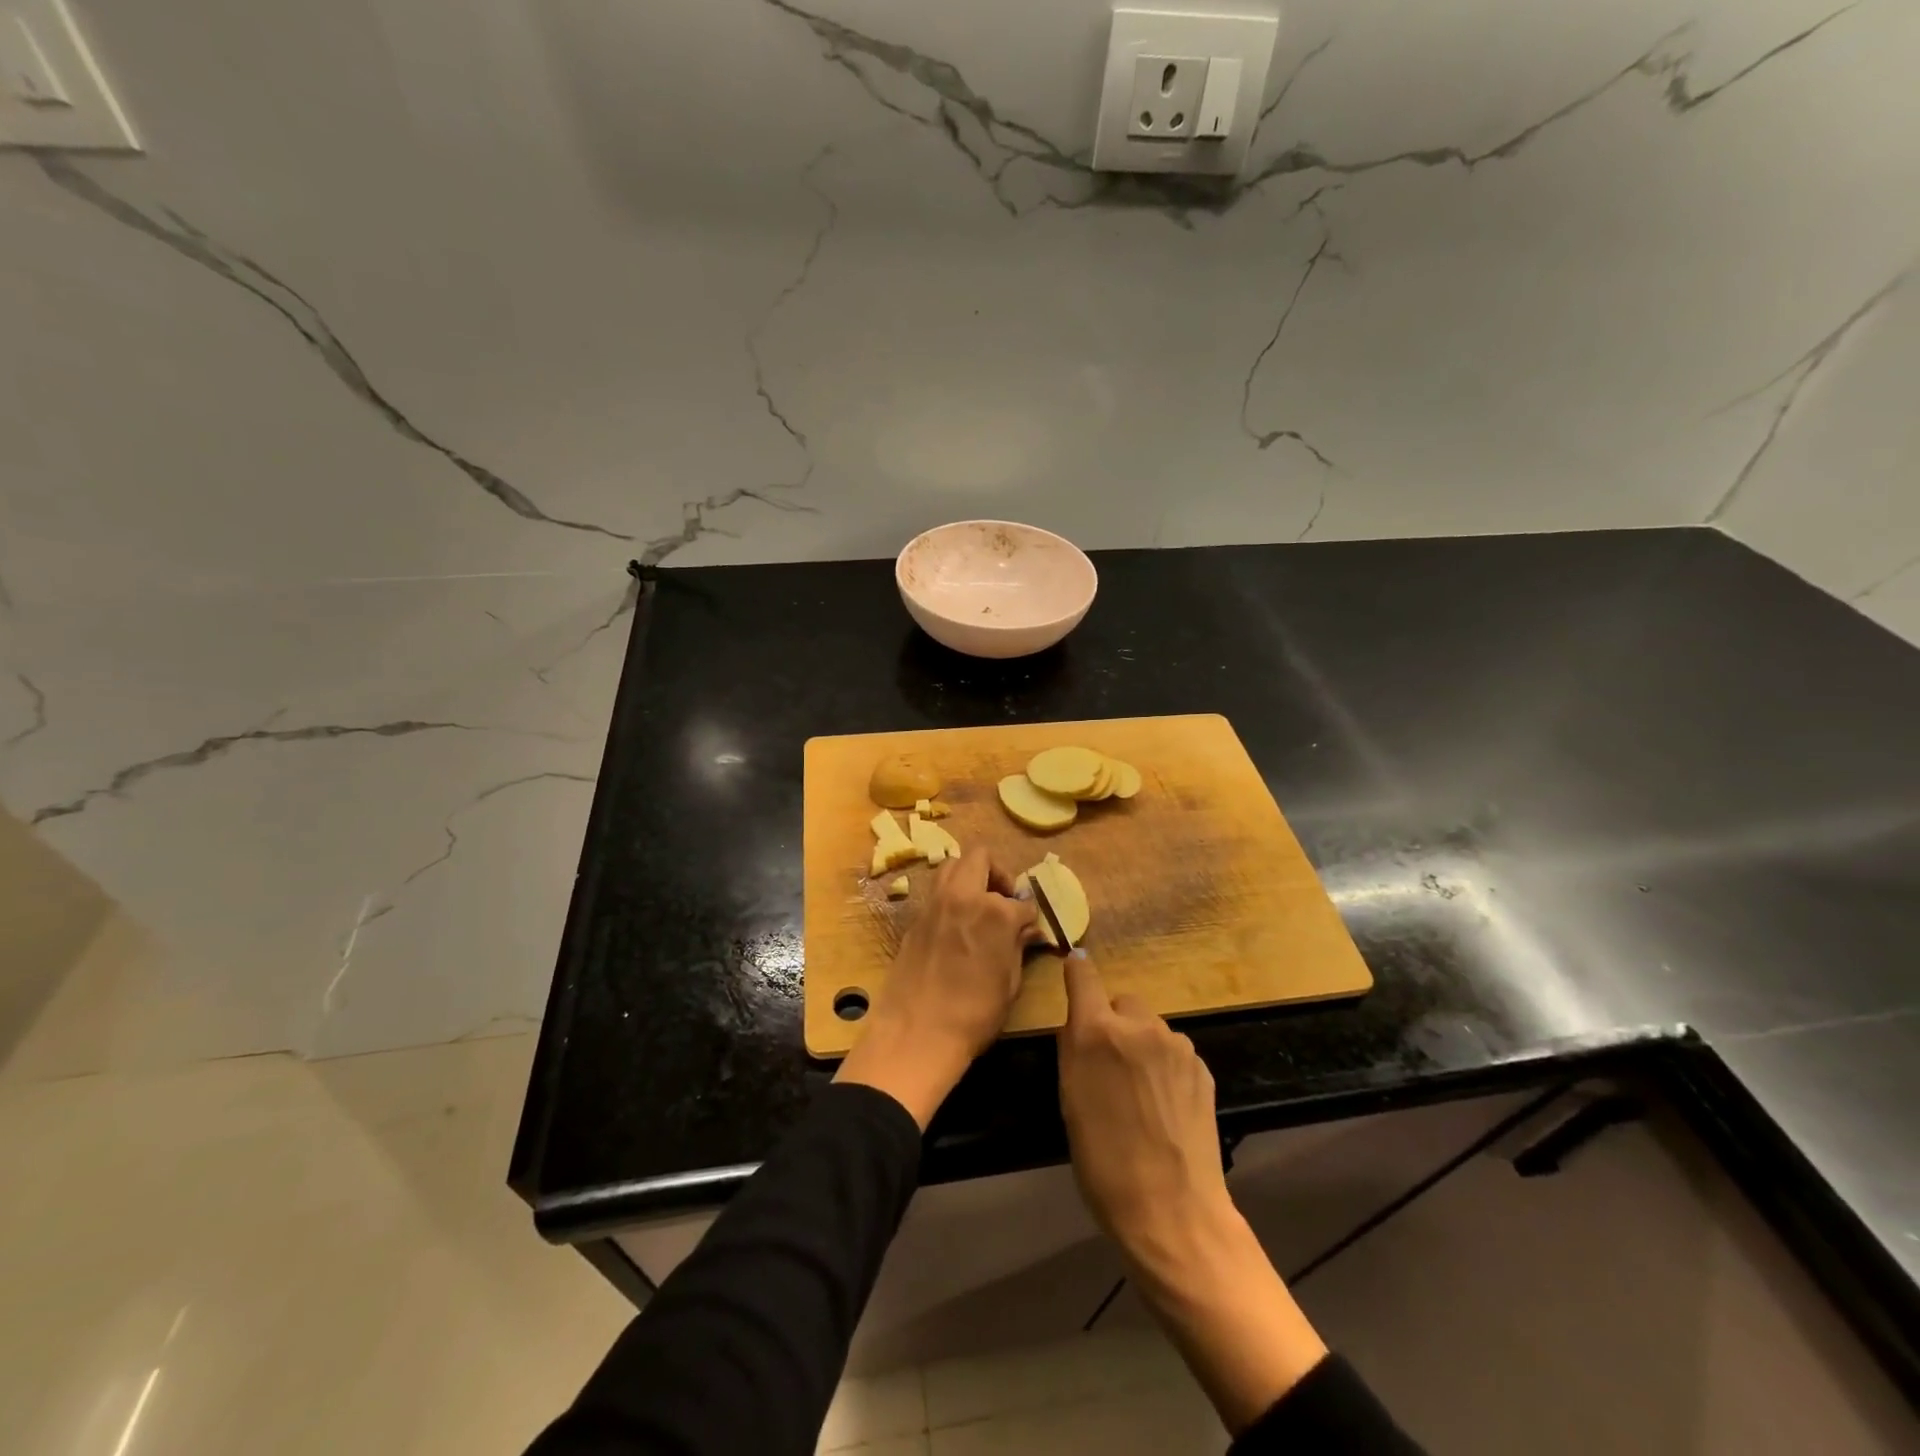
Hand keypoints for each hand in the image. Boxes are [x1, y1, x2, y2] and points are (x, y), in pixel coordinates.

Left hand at [834, 848, 1039, 1126]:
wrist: (916, 1033)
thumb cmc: (974, 1014)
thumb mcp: (1009, 983)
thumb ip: (1018, 947)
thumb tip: (1028, 931)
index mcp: (995, 911)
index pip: (1022, 902)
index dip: (1029, 917)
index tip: (1030, 930)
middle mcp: (964, 896)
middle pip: (981, 857)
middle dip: (998, 873)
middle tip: (1003, 900)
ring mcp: (935, 903)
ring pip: (952, 864)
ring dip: (969, 875)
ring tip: (979, 906)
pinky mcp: (916, 917)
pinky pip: (936, 890)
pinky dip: (950, 895)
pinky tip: (957, 923)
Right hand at [1057, 951, 1232, 1247]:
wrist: (1172, 1211)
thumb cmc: (1103, 1161)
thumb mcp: (1069, 1100)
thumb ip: (1074, 1048)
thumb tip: (1078, 1019)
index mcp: (1097, 1031)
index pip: (1084, 975)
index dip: (1077, 971)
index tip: (1074, 972)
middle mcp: (1139, 1026)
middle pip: (1122, 1002)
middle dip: (1113, 1022)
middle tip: (1109, 1065)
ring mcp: (1176, 1045)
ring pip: (1151, 1027)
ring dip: (1142, 1044)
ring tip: (1140, 1093)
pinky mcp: (1202, 1067)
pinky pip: (1174, 1051)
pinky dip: (1165, 1065)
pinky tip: (1165, 1104)